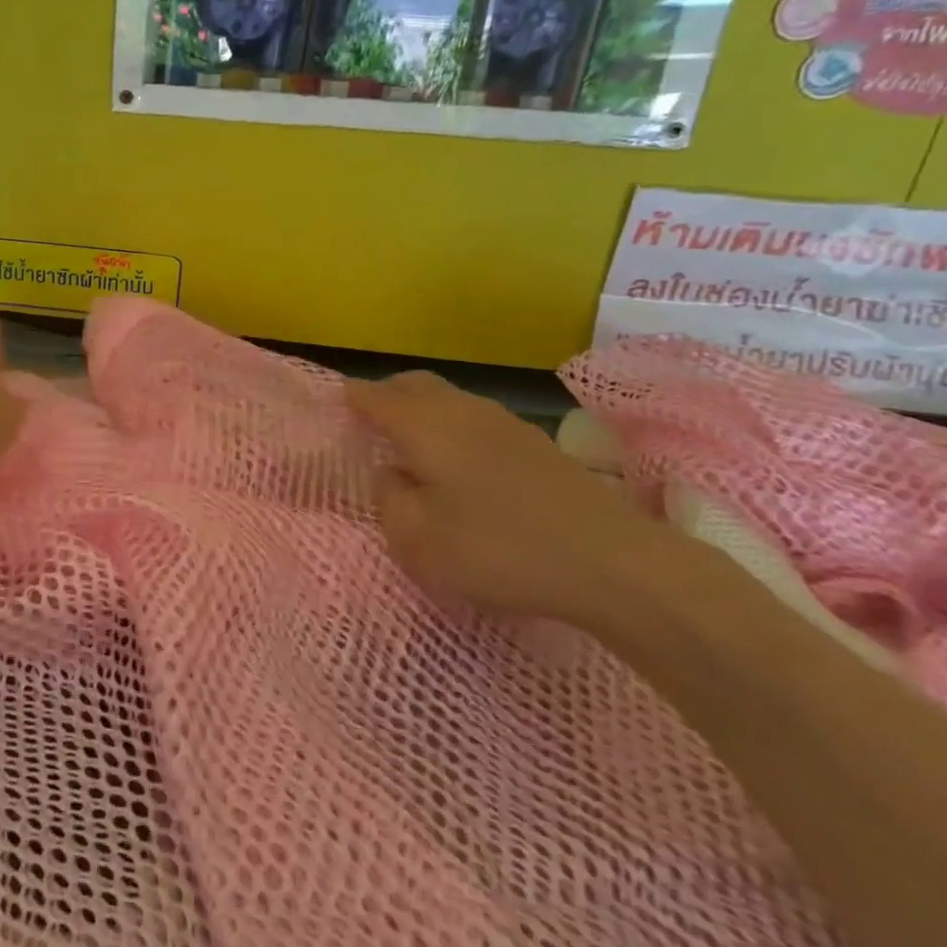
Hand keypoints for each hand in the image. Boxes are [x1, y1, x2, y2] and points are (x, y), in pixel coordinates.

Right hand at [347, 372, 663, 627]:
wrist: (613, 562)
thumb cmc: (499, 549)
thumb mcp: (418, 540)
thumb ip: (389, 500)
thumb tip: (392, 474)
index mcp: (424, 425)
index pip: (374, 396)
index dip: (351, 398)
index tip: (333, 404)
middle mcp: (461, 411)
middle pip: (414, 384)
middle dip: (386, 394)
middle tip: (368, 420)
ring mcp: (504, 424)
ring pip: (449, 399)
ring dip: (423, 410)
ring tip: (411, 444)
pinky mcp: (536, 445)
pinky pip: (476, 420)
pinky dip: (454, 428)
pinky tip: (461, 464)